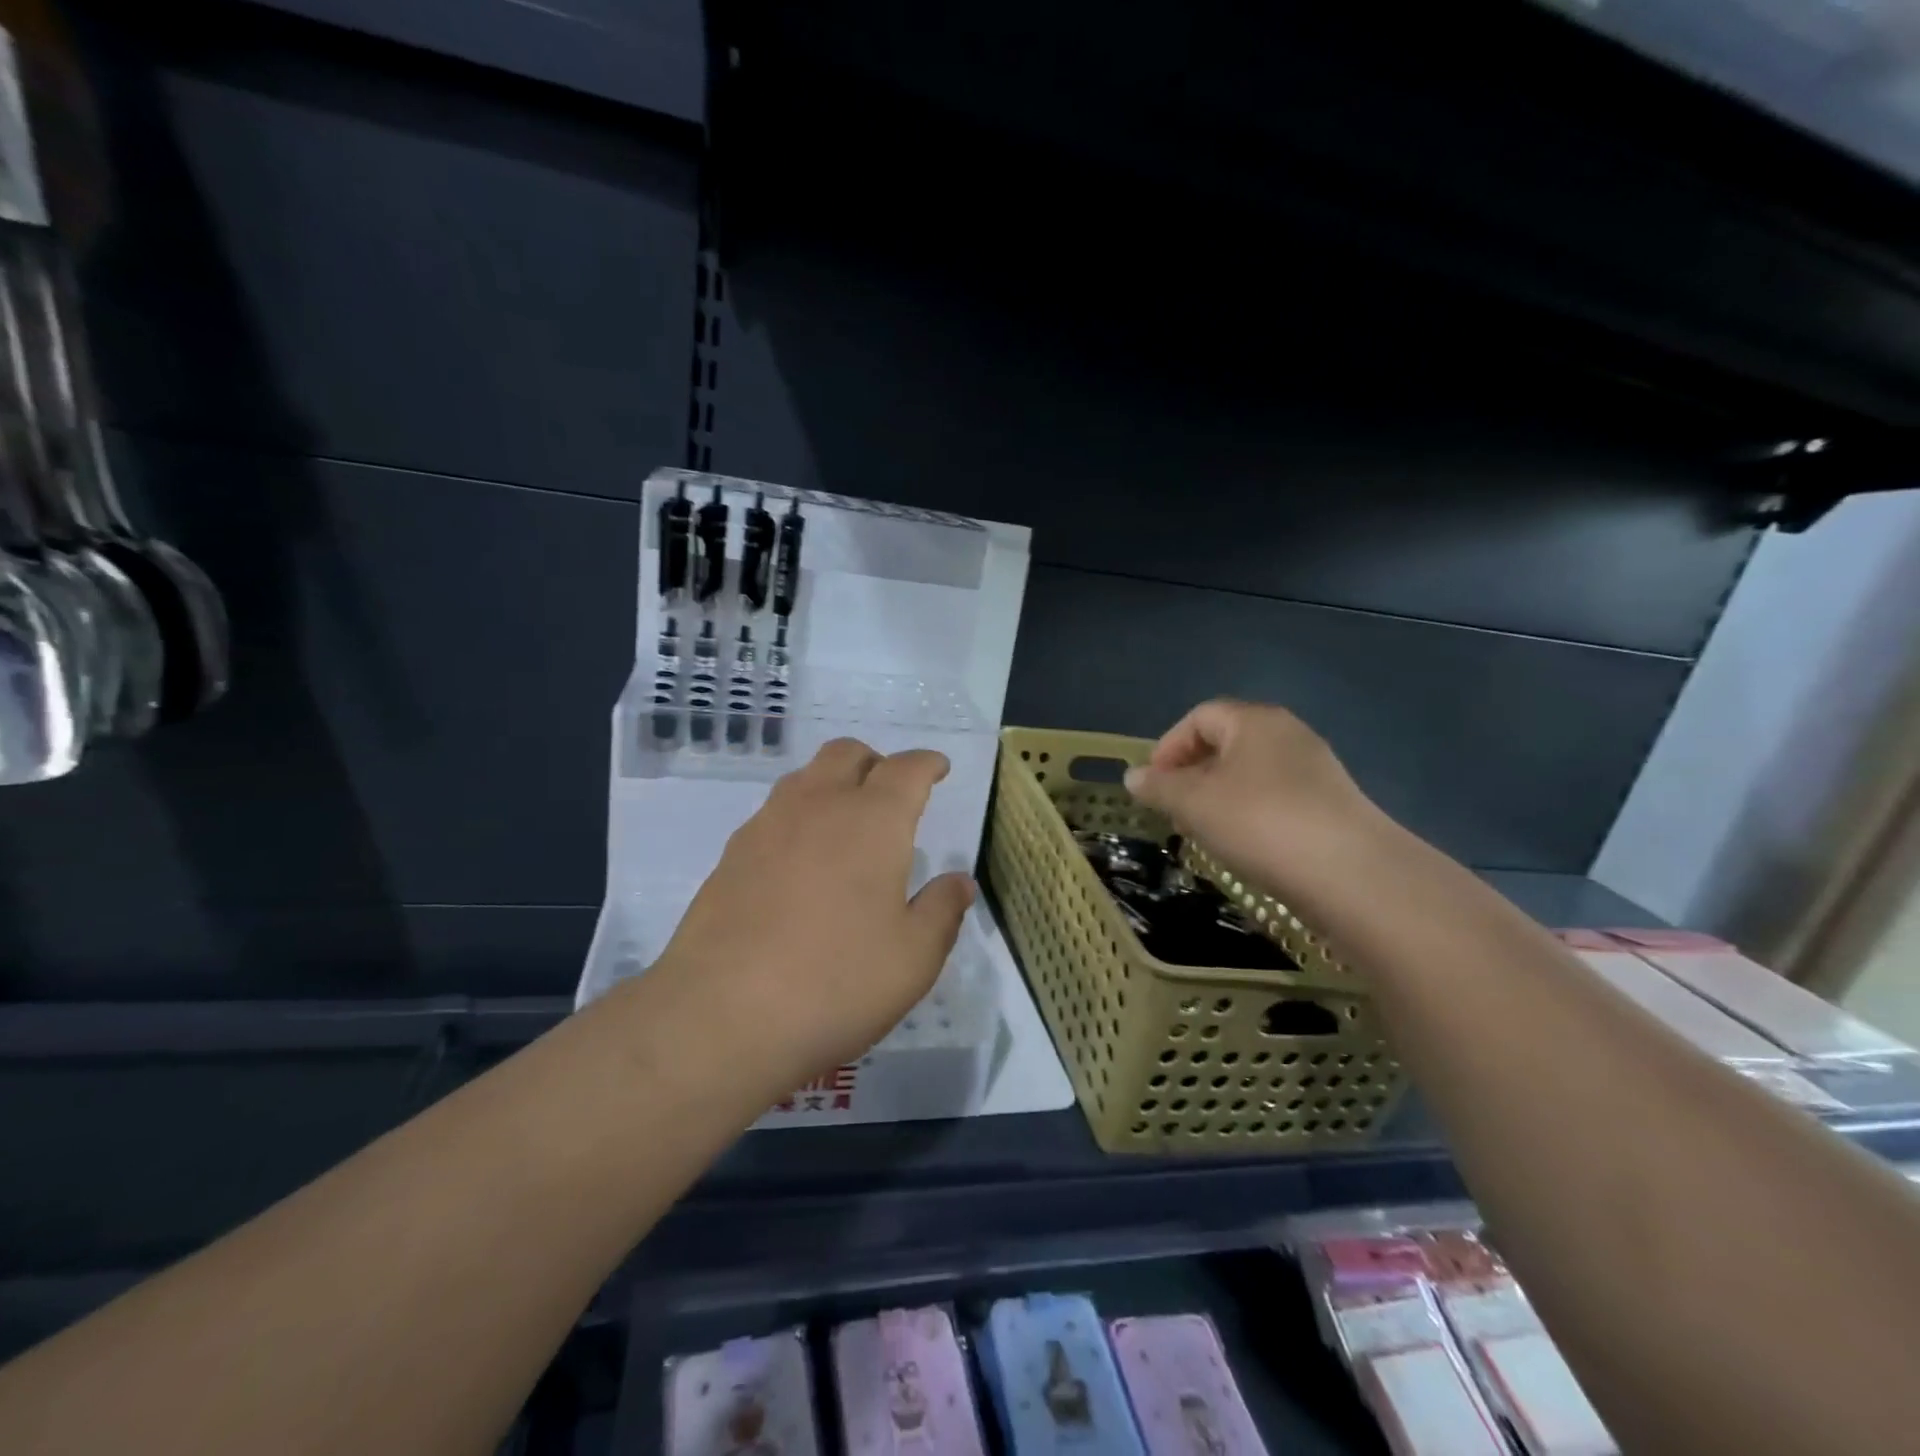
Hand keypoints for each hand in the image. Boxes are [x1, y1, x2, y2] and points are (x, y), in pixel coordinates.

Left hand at [655, 739, 974, 1093]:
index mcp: (872, 821)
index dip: (927, 763)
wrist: (722, 1015)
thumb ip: (942, 910)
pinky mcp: (731, 855)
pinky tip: (801, 860)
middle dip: (876, 761)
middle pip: (847, 754)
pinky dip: (799, 816)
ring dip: (833, 783)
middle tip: (891, 791)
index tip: (938, 768)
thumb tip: (959, 881)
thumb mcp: (913, 958)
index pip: (906, 769)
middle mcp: (818, 807)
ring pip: (805, 777)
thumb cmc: (836, 983)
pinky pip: (774, 813)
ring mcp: (767, 826)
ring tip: (846, 821)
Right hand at [1123, 700, 1386, 899]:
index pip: (1199, 717)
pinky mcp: (1330, 805)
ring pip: (1250, 774)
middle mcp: (1287, 734)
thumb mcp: (1193, 803)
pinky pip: (1275, 798)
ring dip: (1217, 797)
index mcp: (1254, 720)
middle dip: (1191, 774)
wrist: (1350, 874)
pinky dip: (1248, 814)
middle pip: (1226, 743)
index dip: (1168, 747)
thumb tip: (1132, 776)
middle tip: (1173, 811)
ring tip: (1203, 833)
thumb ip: (1158, 787)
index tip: (1152, 785)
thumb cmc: (1259, 822)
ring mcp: (1315, 769)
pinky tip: (1243, 846)